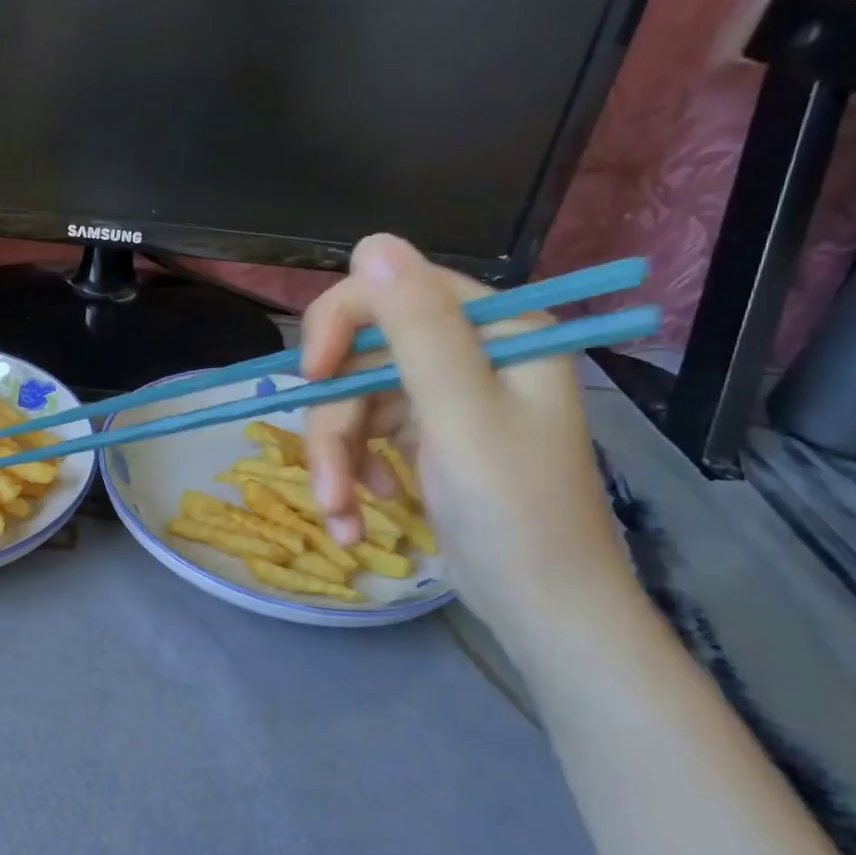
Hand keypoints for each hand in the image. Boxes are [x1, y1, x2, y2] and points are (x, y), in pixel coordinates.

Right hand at [300, 235, 634, 641]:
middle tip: (327, 483)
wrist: (544, 611)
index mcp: (495, 329)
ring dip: (335, 461)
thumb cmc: (514, 514)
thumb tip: (372, 242)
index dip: (340, 326)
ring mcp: (445, 396)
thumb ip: (418, 327)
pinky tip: (358, 514)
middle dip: (334, 423)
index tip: (311, 378)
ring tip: (340, 516)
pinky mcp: (426, 435)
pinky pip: (365, 435)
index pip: (392, 290)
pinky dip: (351, 474)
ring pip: (353, 401)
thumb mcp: (461, 415)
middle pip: (361, 356)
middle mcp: (469, 352)